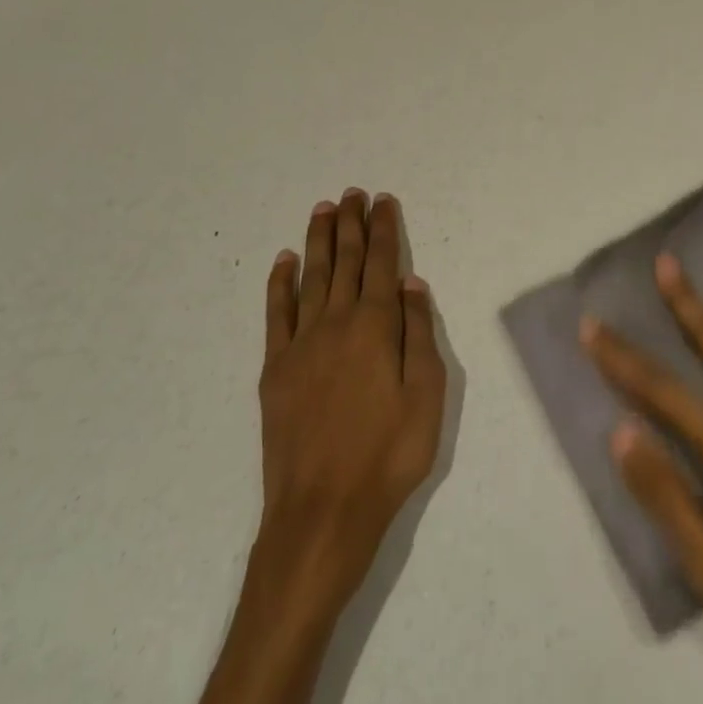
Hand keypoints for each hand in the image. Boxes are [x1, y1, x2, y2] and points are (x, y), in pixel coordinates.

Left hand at [255, 190, 446, 612]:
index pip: (381, 263)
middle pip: (345, 261)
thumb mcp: (427, 395)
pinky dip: (280, 283)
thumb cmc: (388, 454)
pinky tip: (284, 261)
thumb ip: (419, 334)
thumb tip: (411, 284)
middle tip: (352, 193)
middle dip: (350, 224)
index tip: (382, 200)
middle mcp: (336, 323)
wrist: (322, 510)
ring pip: (311, 277)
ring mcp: (301, 344)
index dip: (383, 229)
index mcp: (375, 327)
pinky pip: (276, 314)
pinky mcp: (276, 369)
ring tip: (323, 210)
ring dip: (318, 241)